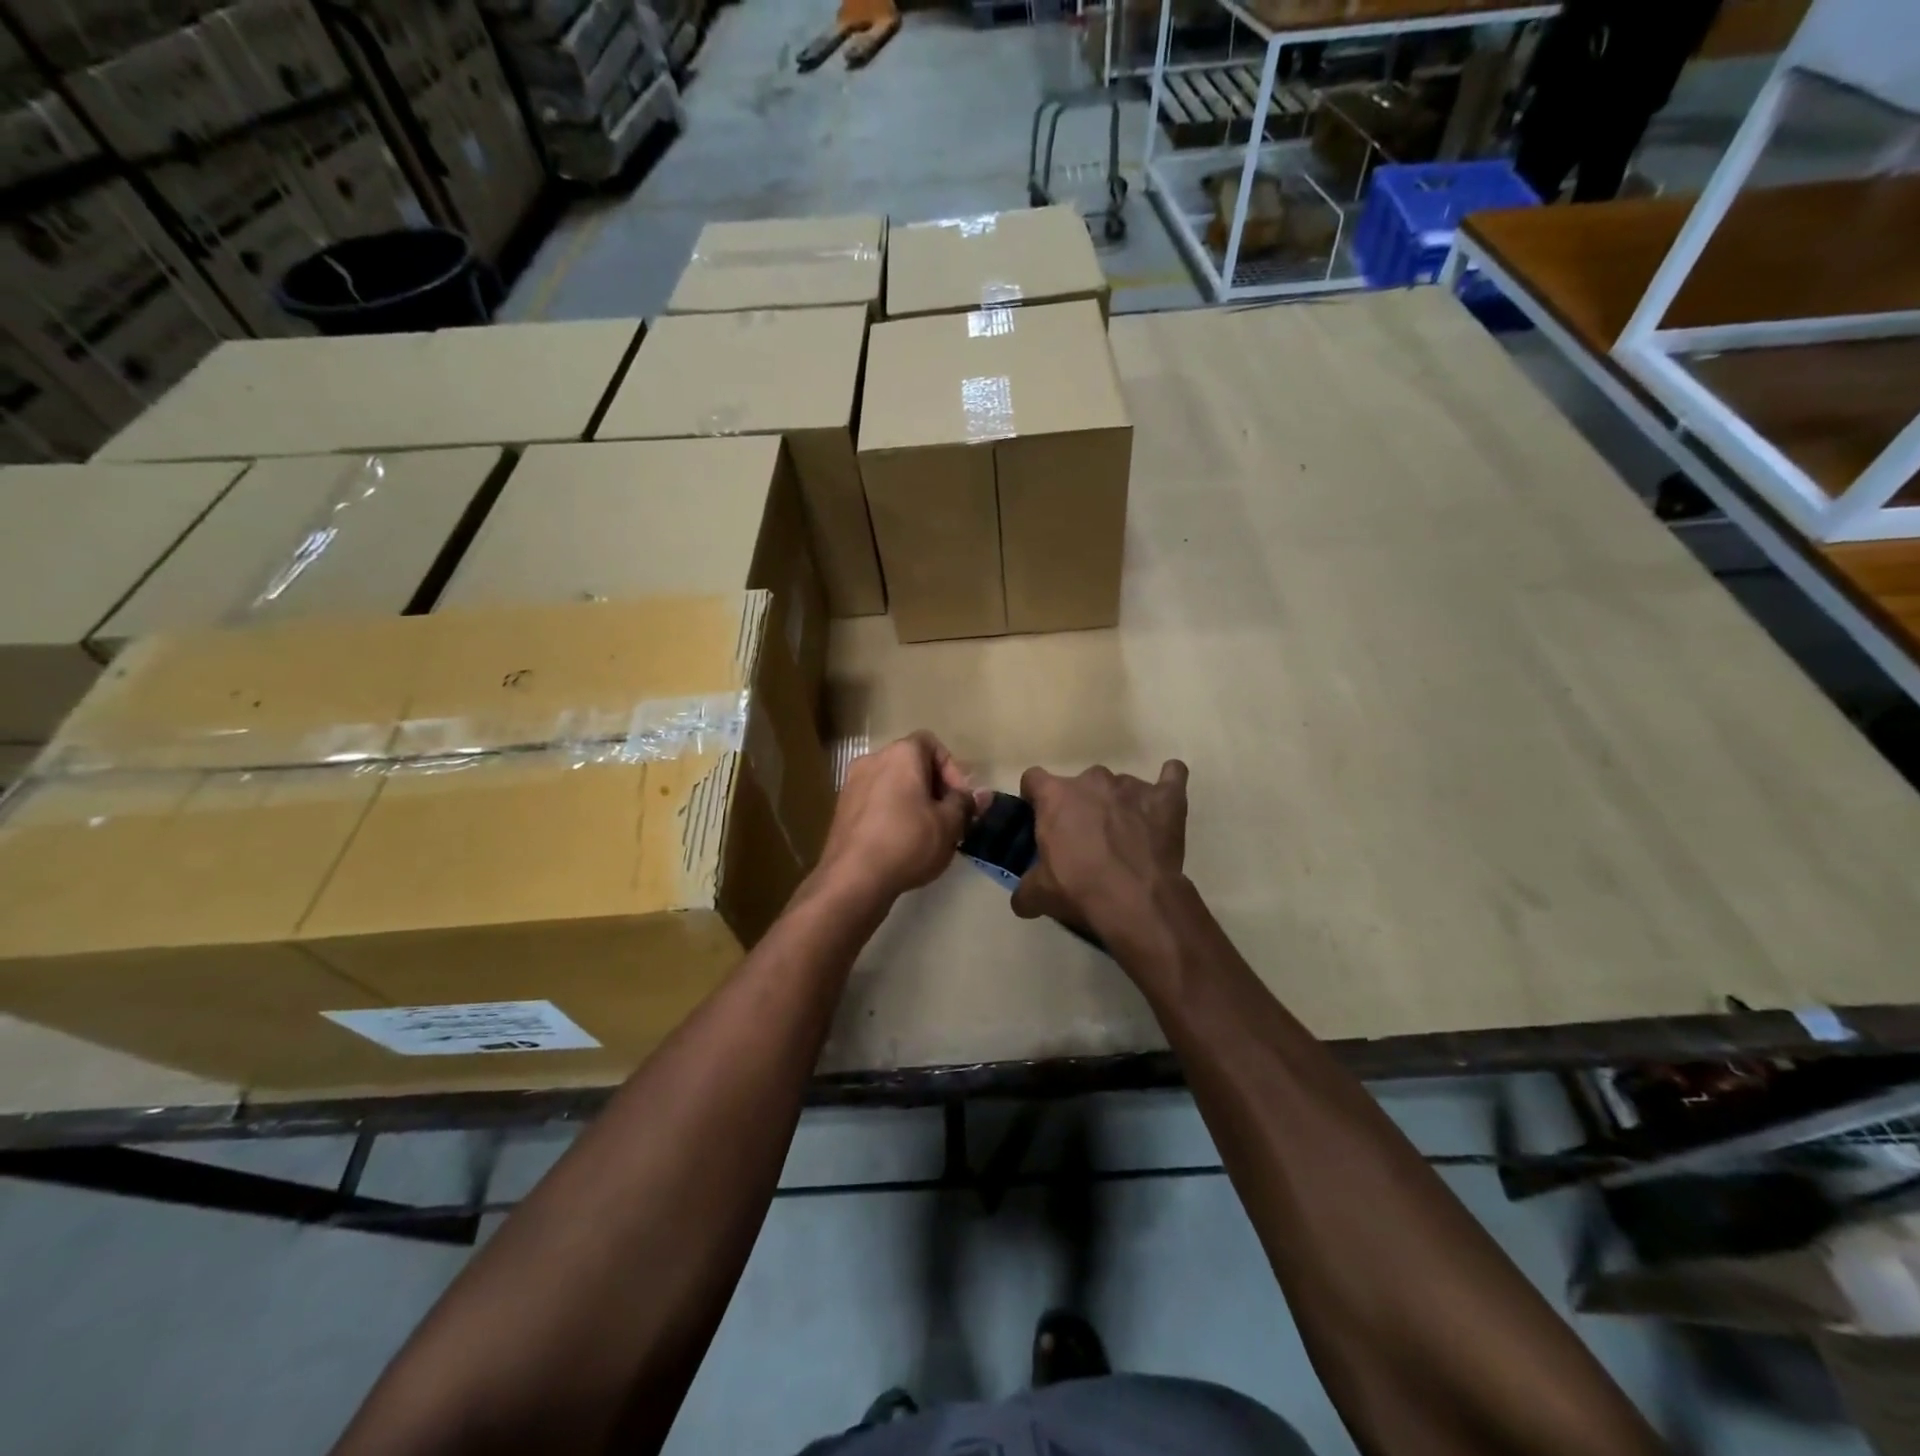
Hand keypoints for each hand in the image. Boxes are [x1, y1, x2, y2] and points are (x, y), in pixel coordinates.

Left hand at [814, 731, 989, 906]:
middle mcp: (873, 759)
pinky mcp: (841, 808)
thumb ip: (966, 803)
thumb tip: (983, 794)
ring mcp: (852, 783)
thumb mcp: (949, 824)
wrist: (853, 878)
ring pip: (893, 783)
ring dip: (913, 801)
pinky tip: (901, 841)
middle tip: (949, 818)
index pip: (932, 744)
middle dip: (935, 787)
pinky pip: (875, 800)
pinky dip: (891, 812)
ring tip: (927, 832)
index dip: (952, 769)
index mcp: (901, 754)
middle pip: (912, 764)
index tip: (960, 799)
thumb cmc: (908, 842)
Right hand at [1011, 760, 1189, 940]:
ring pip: (1119, 787)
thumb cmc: (1080, 889)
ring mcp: (1132, 785)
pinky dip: (1167, 786)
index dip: (1036, 798)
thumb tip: (1021, 900)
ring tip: (1125, 837)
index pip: (1034, 779)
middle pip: (1080, 784)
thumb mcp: (1040, 894)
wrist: (1137, 900)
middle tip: (1084, 839)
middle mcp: (1092, 780)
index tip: (1040, 818)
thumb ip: (1025, 889)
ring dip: (1118, 805)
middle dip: (1081, 806)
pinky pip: (1172, 776)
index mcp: (1056, 796)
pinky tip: (1163, 803)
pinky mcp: (1167, 797)